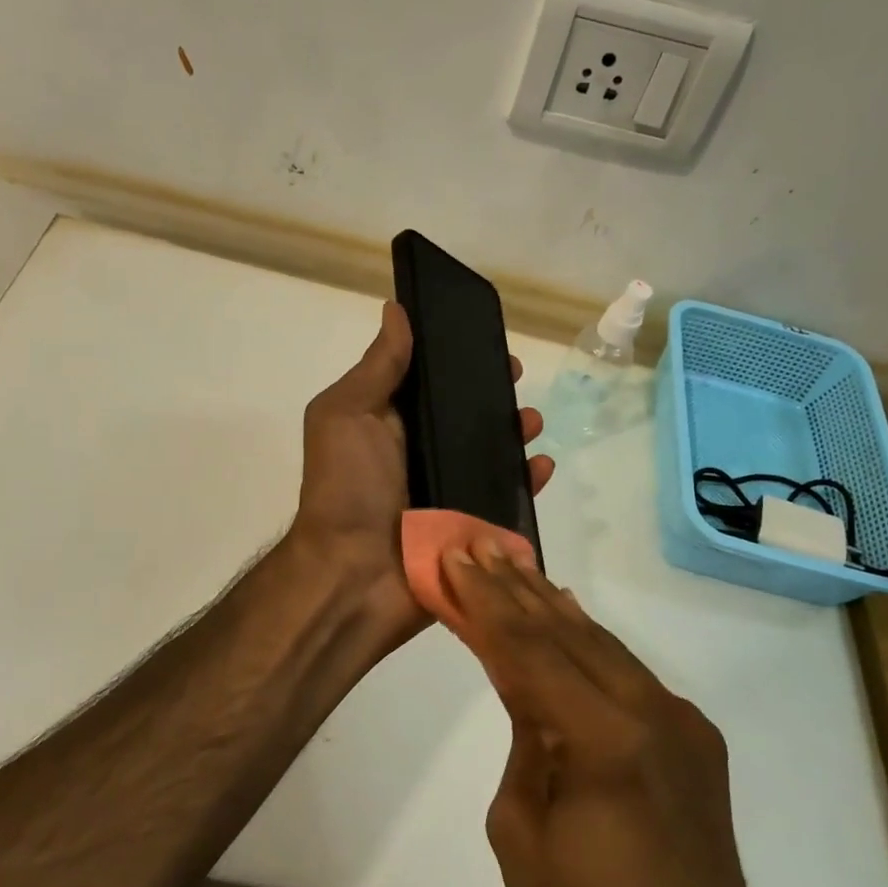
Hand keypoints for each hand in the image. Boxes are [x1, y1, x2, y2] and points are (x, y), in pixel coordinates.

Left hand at [289, 300, 553, 656]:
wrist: (353, 576)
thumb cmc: (346, 487)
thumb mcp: (346, 414)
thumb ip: (377, 367)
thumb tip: (396, 310)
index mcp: (391, 426)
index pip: (431, 385)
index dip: (457, 362)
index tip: (485, 342)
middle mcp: (421, 456)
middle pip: (467, 418)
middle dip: (494, 395)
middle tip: (517, 379)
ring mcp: (449, 494)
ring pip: (492, 456)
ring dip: (516, 433)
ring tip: (531, 421)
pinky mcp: (472, 528)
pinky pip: (508, 500)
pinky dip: (528, 482)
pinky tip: (541, 466)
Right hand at [441, 542, 811, 886]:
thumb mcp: (521, 830)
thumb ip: (524, 739)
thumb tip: (528, 690)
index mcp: (604, 739)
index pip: (529, 650)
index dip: (487, 601)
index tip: (457, 558)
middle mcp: (651, 712)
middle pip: (568, 632)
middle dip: (516, 587)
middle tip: (479, 545)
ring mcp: (680, 720)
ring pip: (603, 643)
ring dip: (553, 605)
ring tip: (514, 564)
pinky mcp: (694, 735)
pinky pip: (629, 672)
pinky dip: (589, 640)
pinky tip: (566, 616)